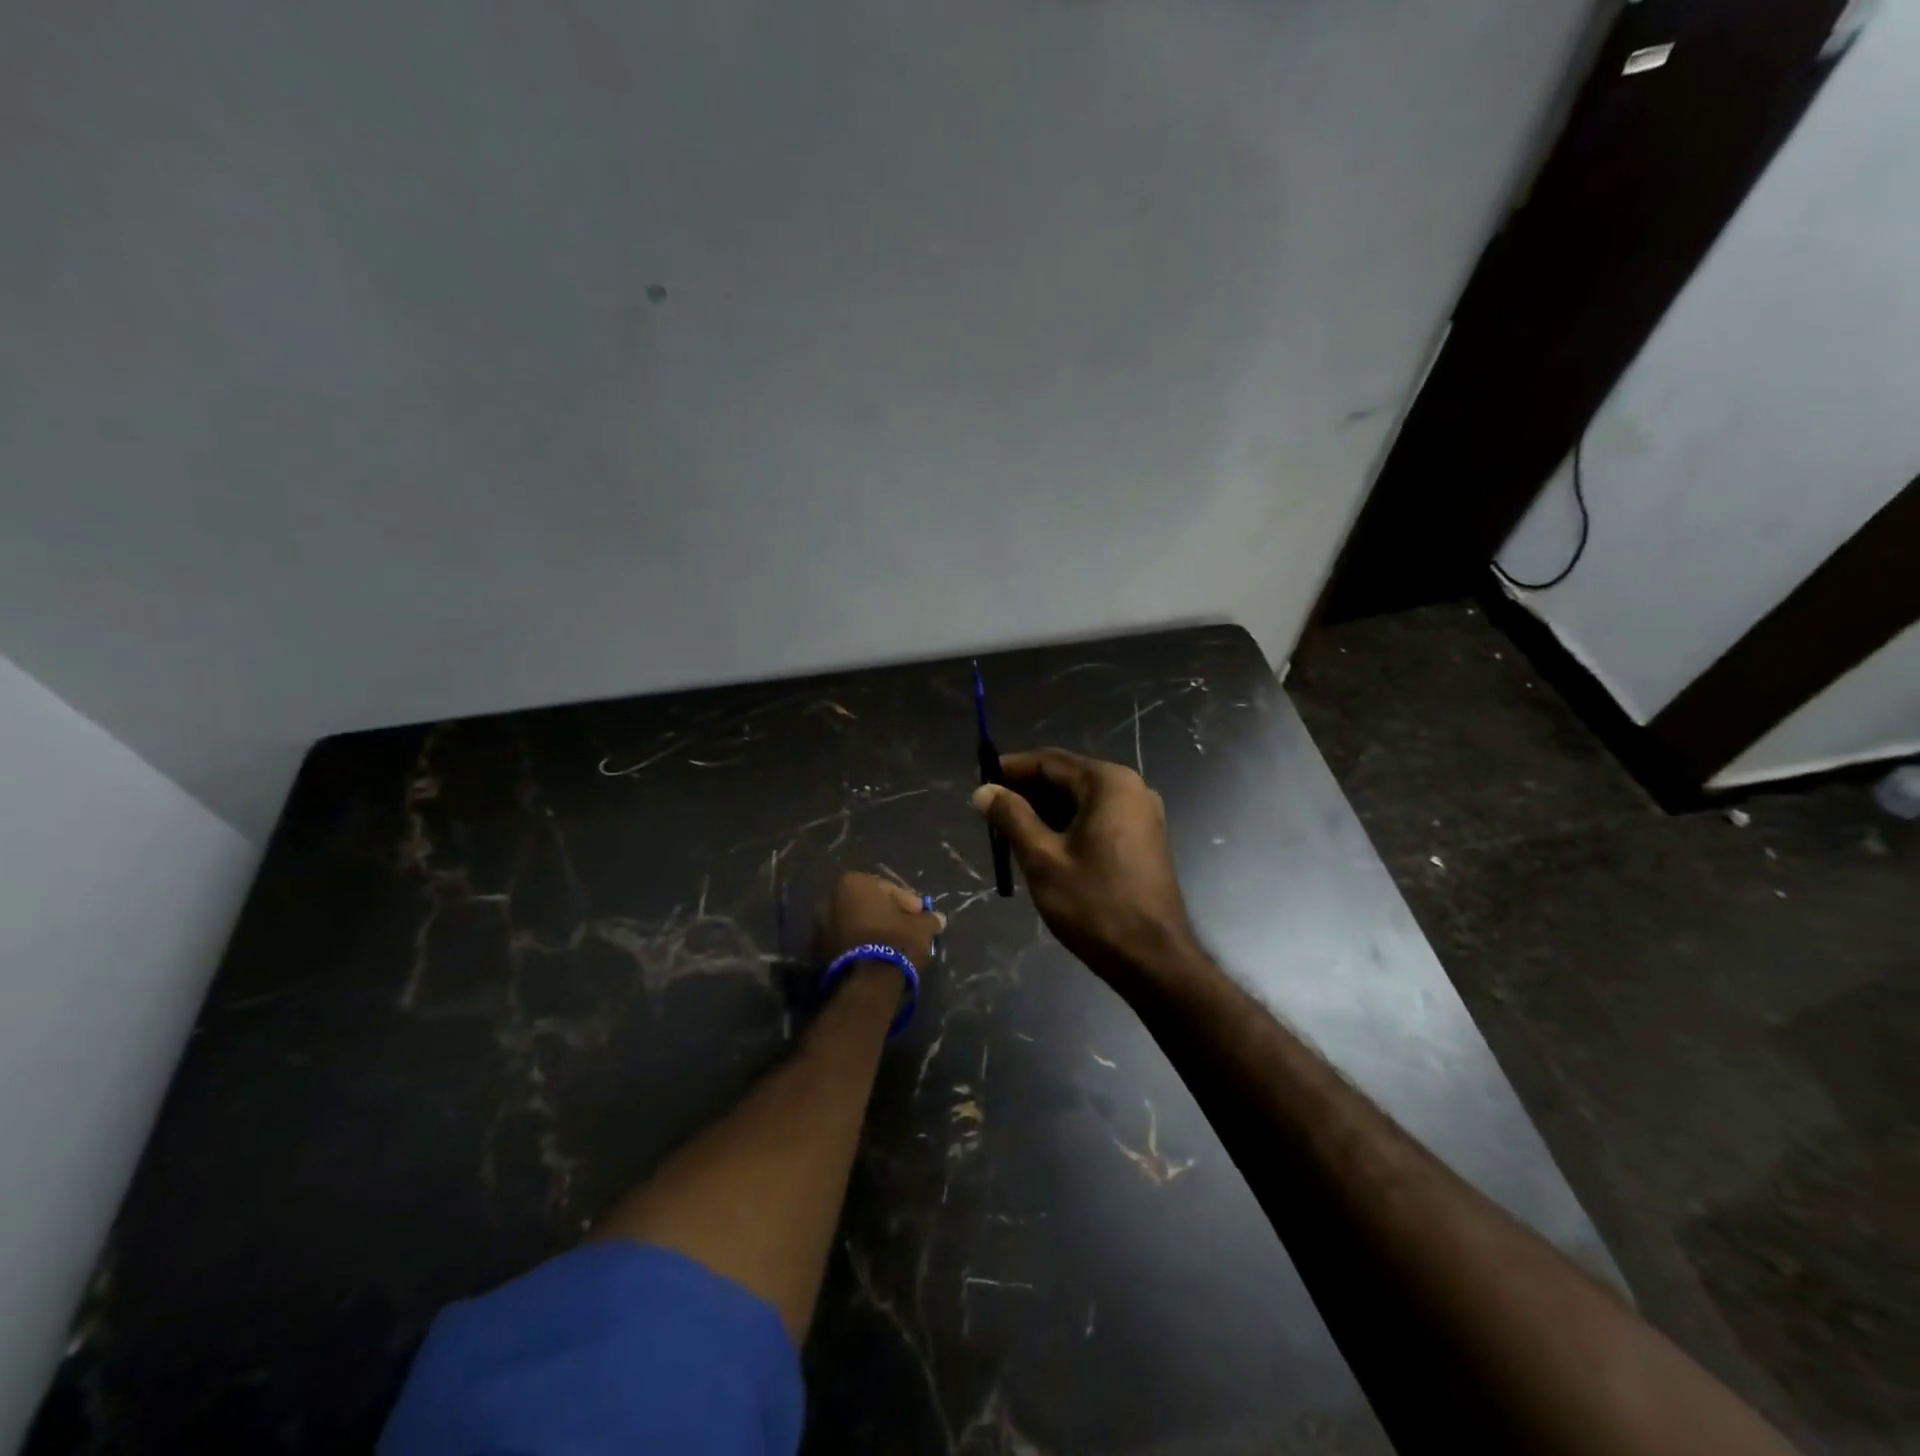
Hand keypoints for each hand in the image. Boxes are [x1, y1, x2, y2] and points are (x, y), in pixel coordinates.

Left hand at [820, 871, 944, 967]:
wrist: (867, 982)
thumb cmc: (895, 941)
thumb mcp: (921, 927)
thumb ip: (929, 919)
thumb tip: (938, 919)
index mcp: (854, 883)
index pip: (889, 889)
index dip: (908, 902)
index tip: (921, 915)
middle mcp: (831, 898)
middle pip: (869, 905)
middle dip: (887, 915)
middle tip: (907, 928)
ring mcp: (820, 926)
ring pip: (855, 923)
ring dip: (872, 930)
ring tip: (893, 945)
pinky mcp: (818, 952)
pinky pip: (846, 941)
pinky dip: (860, 945)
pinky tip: (877, 957)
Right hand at [971, 749, 1196, 984]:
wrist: (1153, 959)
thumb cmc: (1095, 904)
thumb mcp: (1042, 858)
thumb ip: (1011, 817)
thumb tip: (983, 791)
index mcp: (1108, 783)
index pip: (1049, 761)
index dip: (1010, 769)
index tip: (979, 783)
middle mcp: (1131, 788)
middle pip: (1067, 777)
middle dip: (1027, 792)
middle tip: (990, 813)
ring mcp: (1142, 814)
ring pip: (1081, 799)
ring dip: (1045, 810)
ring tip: (1008, 832)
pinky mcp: (1144, 838)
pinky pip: (1097, 818)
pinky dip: (1068, 825)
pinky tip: (1041, 845)